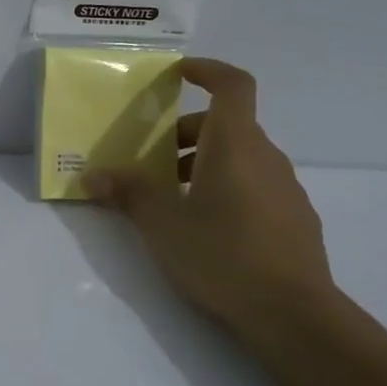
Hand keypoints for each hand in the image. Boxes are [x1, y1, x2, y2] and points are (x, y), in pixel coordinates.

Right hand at [85, 59, 336, 330]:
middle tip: (151, 162)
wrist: (294, 315)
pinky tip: (207, 228)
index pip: (233, 85)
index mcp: (235, 145)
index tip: (178, 73)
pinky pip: (255, 185)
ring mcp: (286, 188)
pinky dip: (226, 188)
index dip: (207, 70)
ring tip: (172, 200)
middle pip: (226, 126)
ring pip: (240, 158)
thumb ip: (128, 194)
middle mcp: (266, 157)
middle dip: (185, 135)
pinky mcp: (294, 219)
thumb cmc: (223, 255)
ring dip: (203, 165)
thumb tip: (93, 177)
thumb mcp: (162, 224)